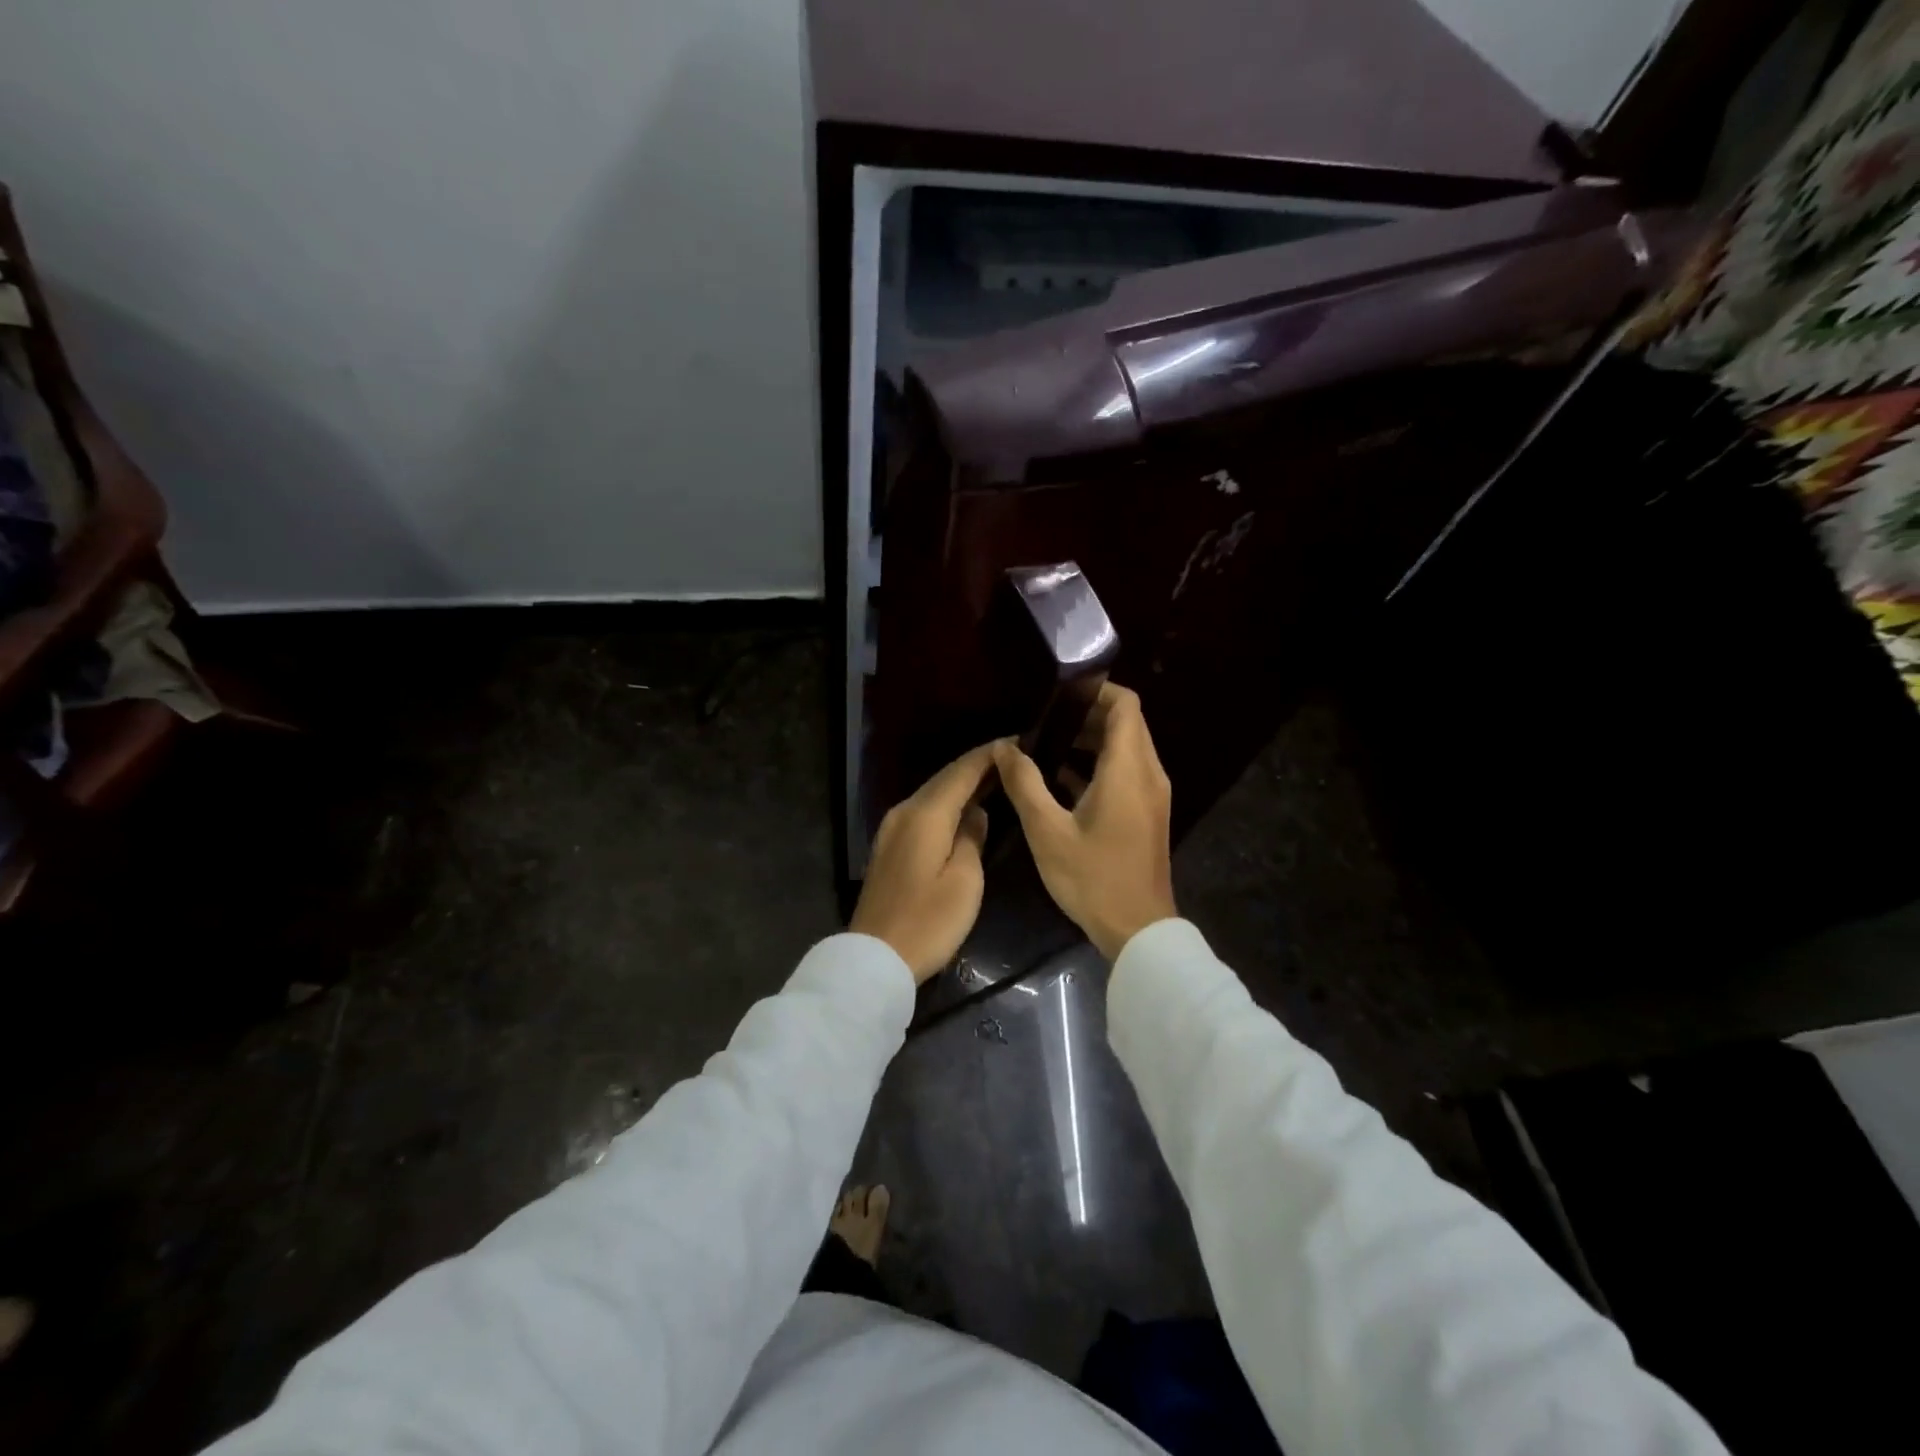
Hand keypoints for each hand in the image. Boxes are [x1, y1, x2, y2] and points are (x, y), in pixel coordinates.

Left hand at [850, 743, 994, 981]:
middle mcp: (904, 812)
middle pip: (944, 779)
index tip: (1017, 741)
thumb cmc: (927, 922)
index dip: (989, 755)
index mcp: (925, 815)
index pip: (961, 771)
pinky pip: (924, 813)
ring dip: (962, 785)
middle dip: (977, 766)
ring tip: (996, 780)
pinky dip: (947, 805)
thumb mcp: (965, 882)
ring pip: (933, 795)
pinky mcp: (889, 847)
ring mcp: (892, 829)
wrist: (874, 958)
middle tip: (1013, 758)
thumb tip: (976, 813)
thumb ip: (973, 838)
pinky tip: (966, 810)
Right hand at [992, 684, 1176, 960]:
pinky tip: (1060, 780)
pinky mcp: (1148, 813)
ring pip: (1127, 748)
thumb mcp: (1048, 831)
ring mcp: (1152, 794)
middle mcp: (1148, 773)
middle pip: (1127, 723)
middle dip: (1088, 714)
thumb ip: (1025, 783)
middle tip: (1045, 719)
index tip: (1060, 692)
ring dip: (1092, 740)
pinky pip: (1126, 772)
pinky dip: (1099, 765)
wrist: (1138, 930)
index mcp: (1128, 769)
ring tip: (1047, 744)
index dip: (1096, 690)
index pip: (1125, 705)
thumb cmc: (1092, 878)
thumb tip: (1005, 746)